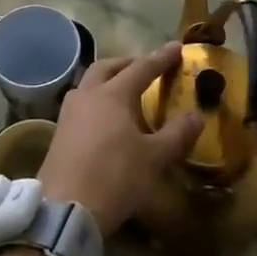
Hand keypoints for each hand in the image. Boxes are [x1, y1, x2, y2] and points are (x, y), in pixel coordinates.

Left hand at [40, 46, 203, 234]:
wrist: (66, 208)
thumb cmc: (115, 177)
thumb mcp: (154, 159)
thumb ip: (176, 135)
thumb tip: (197, 116)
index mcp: (113, 94)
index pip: (142, 68)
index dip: (161, 58)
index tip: (177, 47)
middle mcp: (88, 95)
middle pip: (107, 67)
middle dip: (128, 63)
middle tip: (145, 66)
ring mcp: (69, 113)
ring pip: (88, 83)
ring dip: (107, 79)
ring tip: (122, 90)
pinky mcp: (59, 133)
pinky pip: (80, 103)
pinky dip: (95, 99)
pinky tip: (102, 117)